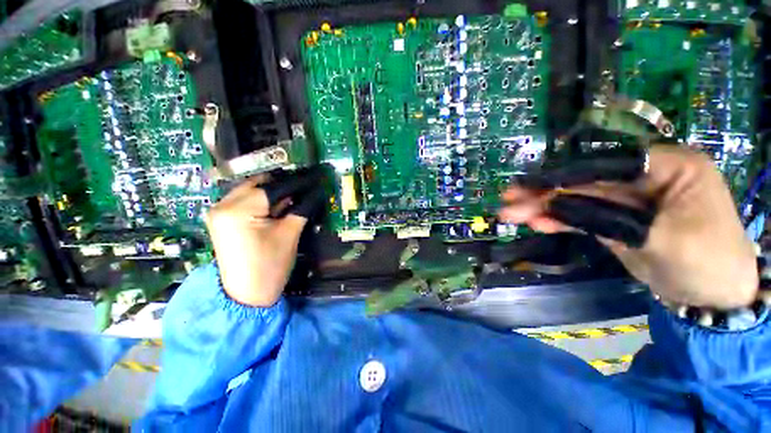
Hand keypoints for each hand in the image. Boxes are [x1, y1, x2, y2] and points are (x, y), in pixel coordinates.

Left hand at [205, 170, 323, 306]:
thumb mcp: (289, 235)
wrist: (246, 296)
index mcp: (238, 210)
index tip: (315, 179)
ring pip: (252, 191)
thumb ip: (302, 209)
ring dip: (274, 193)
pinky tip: (278, 207)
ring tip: (295, 198)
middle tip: (305, 189)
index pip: (273, 187)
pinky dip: (264, 201)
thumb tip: (316, 192)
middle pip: (259, 184)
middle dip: (284, 185)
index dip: (298, 183)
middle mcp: (222, 205)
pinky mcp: (223, 220)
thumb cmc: (270, 266)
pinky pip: (246, 201)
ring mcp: (219, 212)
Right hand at [499, 146, 758, 308]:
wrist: (712, 297)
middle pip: (585, 182)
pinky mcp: (614, 221)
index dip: (563, 175)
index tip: (528, 184)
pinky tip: (535, 224)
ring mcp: (626, 201)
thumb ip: (607, 217)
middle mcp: (644, 178)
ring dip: (543, 208)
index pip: (605, 164)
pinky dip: (558, 221)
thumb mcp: (661, 238)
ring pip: (577, 200)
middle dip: (545, 192)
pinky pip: (580, 217)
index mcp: (668, 166)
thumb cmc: (706, 261)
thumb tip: (556, 206)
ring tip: (510, 213)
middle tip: (509, 199)